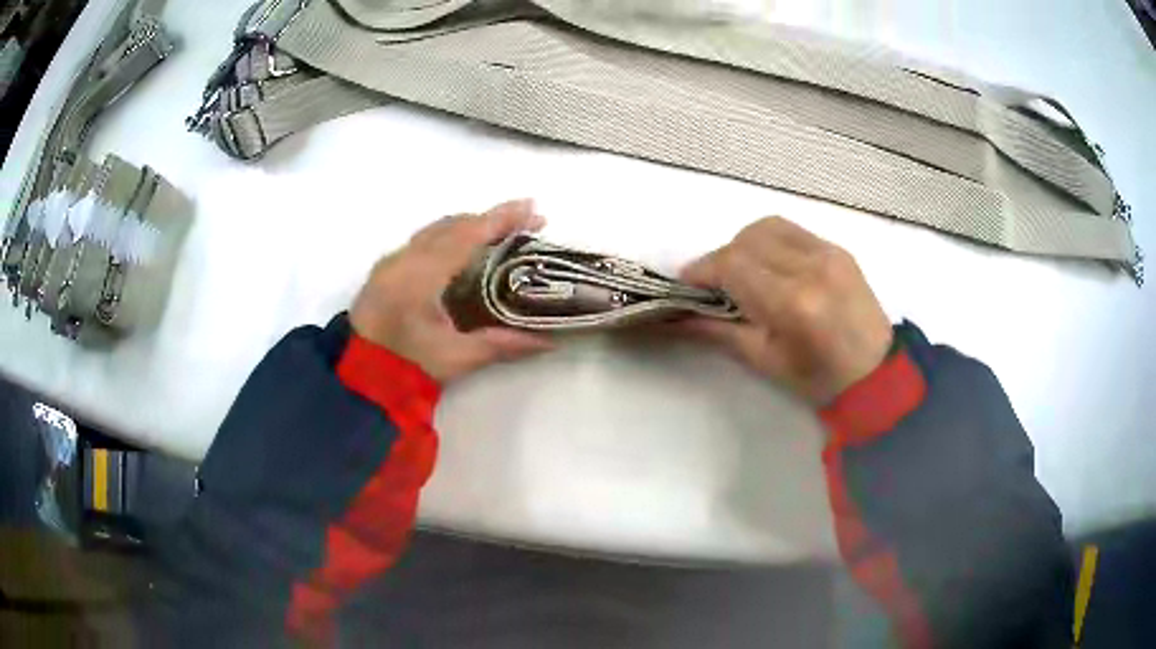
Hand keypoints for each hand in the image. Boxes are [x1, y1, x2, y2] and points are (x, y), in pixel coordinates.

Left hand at [350, 199, 553, 382]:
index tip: (533, 208)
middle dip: (490, 219)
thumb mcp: (455, 358)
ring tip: (501, 232)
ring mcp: (392, 262)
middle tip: (526, 222)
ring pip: (436, 230)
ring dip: (469, 225)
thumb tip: (548, 341)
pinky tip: (464, 249)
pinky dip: (450, 236)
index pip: (468, 234)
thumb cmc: (405, 367)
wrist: (356, 378)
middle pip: (453, 225)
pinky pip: (424, 240)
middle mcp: (405, 258)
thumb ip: (501, 345)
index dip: (502, 219)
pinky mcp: (386, 270)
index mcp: (421, 275)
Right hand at [679, 217, 892, 404]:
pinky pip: (791, 231)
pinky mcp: (838, 249)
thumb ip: (718, 331)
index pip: (733, 264)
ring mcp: (828, 252)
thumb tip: (675, 316)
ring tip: (742, 273)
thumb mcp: (765, 361)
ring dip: (744, 245)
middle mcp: (811, 266)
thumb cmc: (819, 380)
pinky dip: (769, 242)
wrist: (877, 374)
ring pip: (767, 226)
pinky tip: (770, 267)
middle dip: (721, 258)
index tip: (686, 284)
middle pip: (746, 239)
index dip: (702, 270)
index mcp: (793, 303)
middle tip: (714, 285)